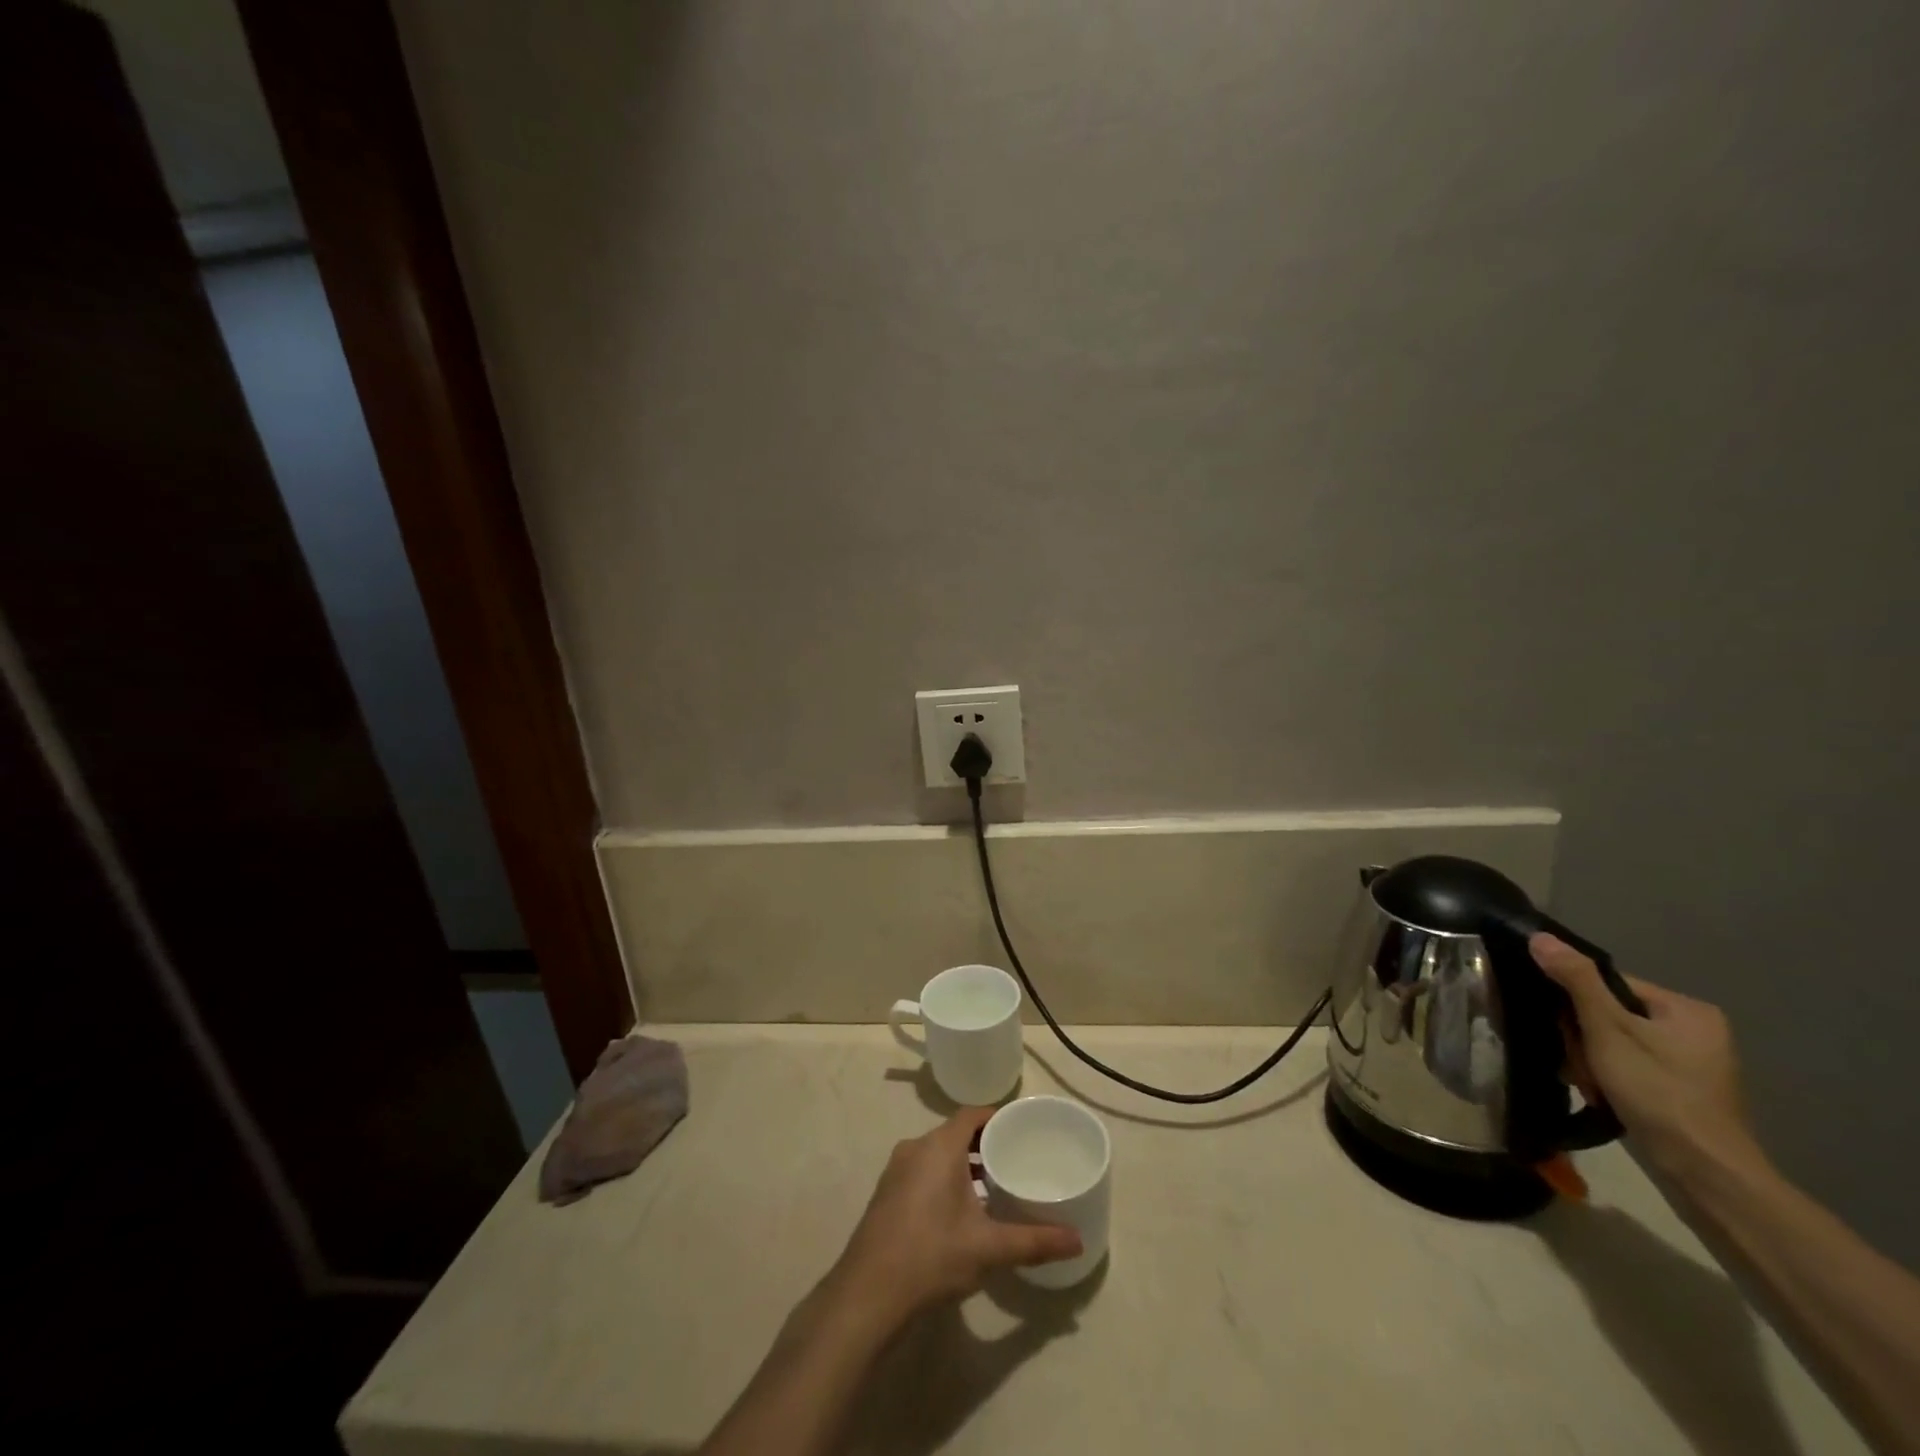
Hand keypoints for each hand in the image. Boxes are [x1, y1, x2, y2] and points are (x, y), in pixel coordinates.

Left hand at [827, 1107, 1081, 1330]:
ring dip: (963, 1164)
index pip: (972, 1115)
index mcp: (938, 1146)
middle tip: (1015, 1160)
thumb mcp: (989, 1249)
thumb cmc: (931, 1256)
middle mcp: (915, 1149)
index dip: (997, 1117)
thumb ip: (1034, 1241)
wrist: (867, 1295)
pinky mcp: (887, 1194)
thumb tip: (1077, 1241)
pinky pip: (923, 1171)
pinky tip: (961, 1211)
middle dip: (984, 1143)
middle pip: (955, 1133)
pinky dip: (944, 1178)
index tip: (1022, 1129)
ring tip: (994, 1186)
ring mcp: (896, 1171)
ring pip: (937, 1154)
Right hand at [1529, 934, 1764, 1179]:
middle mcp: (1694, 1031)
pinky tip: (1600, 1095)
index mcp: (1686, 1009)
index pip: (1608, 984)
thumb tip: (1540, 937)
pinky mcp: (1680, 1092)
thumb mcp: (1608, 1030)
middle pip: (1609, 1014)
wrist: (1704, 1174)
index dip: (1576, 1003)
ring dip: (1590, 1061)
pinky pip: (1627, 1067)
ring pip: (1613, 1043)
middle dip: (1583, 1039)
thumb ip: (1576, 981)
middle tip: (1581, 1065)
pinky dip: (1608, 1078)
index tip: (1567, 1031)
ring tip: (1589, 1084)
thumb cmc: (1658, 1092)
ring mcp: (1690, 1065)